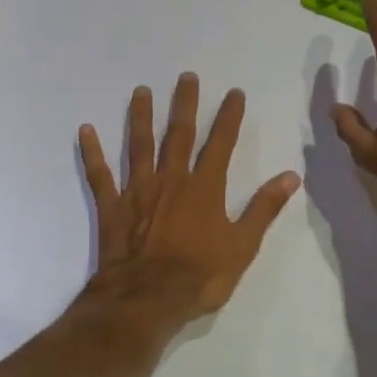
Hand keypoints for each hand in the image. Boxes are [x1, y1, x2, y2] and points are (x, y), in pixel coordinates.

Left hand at [79, 73, 299, 326]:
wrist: (147, 300)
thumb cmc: (200, 276)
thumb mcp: (242, 246)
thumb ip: (264, 208)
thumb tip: (291, 176)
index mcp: (204, 188)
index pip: (220, 143)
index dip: (228, 117)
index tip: (234, 92)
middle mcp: (171, 180)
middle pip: (178, 134)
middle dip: (184, 104)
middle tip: (186, 76)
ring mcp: (138, 191)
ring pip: (139, 145)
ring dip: (140, 117)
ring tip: (140, 91)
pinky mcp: (112, 207)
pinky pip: (100, 175)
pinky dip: (92, 152)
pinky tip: (85, 130)